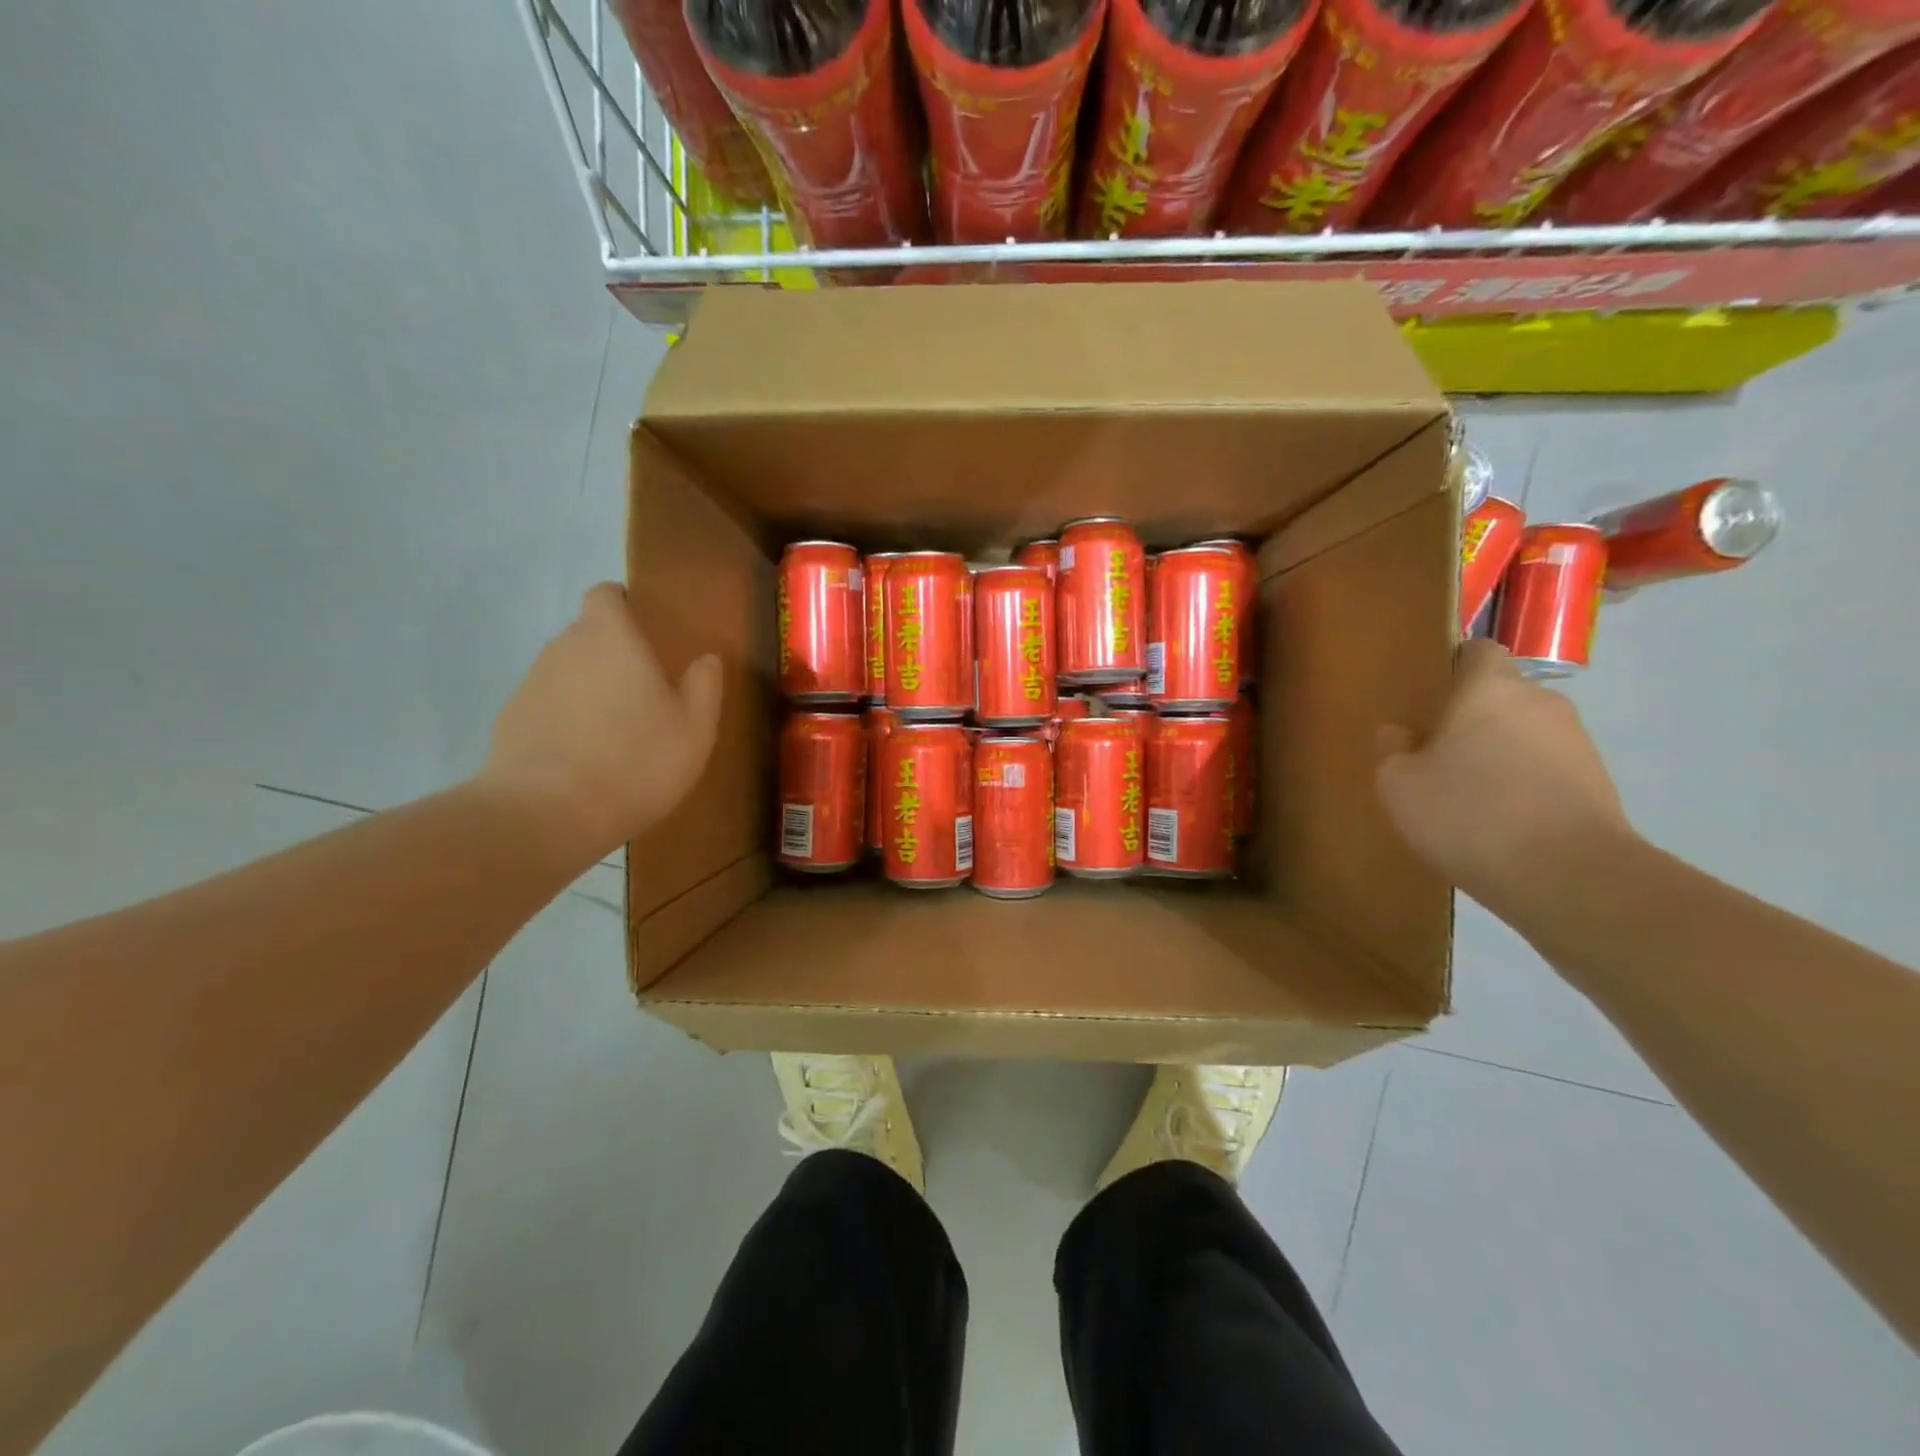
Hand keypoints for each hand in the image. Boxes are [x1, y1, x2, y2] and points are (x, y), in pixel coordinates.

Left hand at [481, 583, 722, 858]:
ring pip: (568, 671)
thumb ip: (704, 685)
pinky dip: (566, 720)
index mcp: (611, 637)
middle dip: (613, 653)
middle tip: (645, 692)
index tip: (646, 630)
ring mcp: (531, 683)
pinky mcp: (510, 720)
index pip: (606, 594)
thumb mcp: (695, 728)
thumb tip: (706, 659)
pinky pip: (548, 706)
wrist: (546, 814)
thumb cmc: (635, 761)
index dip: (623, 605)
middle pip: (587, 634)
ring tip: (616, 732)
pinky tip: (586, 759)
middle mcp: (565, 648)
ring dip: (590, 689)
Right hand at [1374, 639, 1631, 913]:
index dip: (1453, 667)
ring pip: (1525, 733)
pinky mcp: (1598, 782)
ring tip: (1469, 795)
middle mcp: (1540, 701)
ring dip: (1500, 752)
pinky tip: (1500, 820)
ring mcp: (1577, 741)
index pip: (1477, 651)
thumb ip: (1392, 751)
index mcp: (1489, 688)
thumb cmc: (1468, 814)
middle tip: (1438, 753)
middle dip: (1473, 717)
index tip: (1429, 697)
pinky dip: (1525, 783)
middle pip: (1502, 695)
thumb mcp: (1399, 785)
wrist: (1570, 876)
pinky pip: (1547, 768)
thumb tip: (1398, 733)